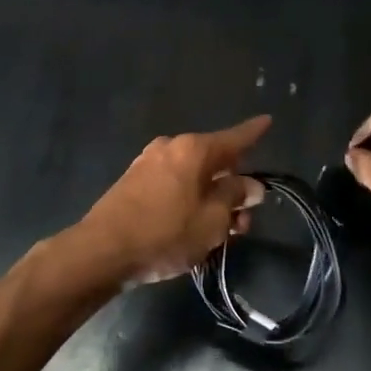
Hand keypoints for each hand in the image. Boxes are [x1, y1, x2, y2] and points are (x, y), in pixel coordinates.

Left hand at [74, 117, 270, 285]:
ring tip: (221, 232)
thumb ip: (234, 198)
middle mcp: (171, 147)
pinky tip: (193, 227)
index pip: (234, 138)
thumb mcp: (212, 220)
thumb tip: (250, 184)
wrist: (102, 250)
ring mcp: (149, 162)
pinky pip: (173, 184)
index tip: (267, 120)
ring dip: (211, 198)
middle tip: (245, 218)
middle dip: (233, 185)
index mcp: (194, 149)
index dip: (254, 132)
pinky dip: (189, 199)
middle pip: (214, 161)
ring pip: (193, 176)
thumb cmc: (165, 233)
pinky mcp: (134, 181)